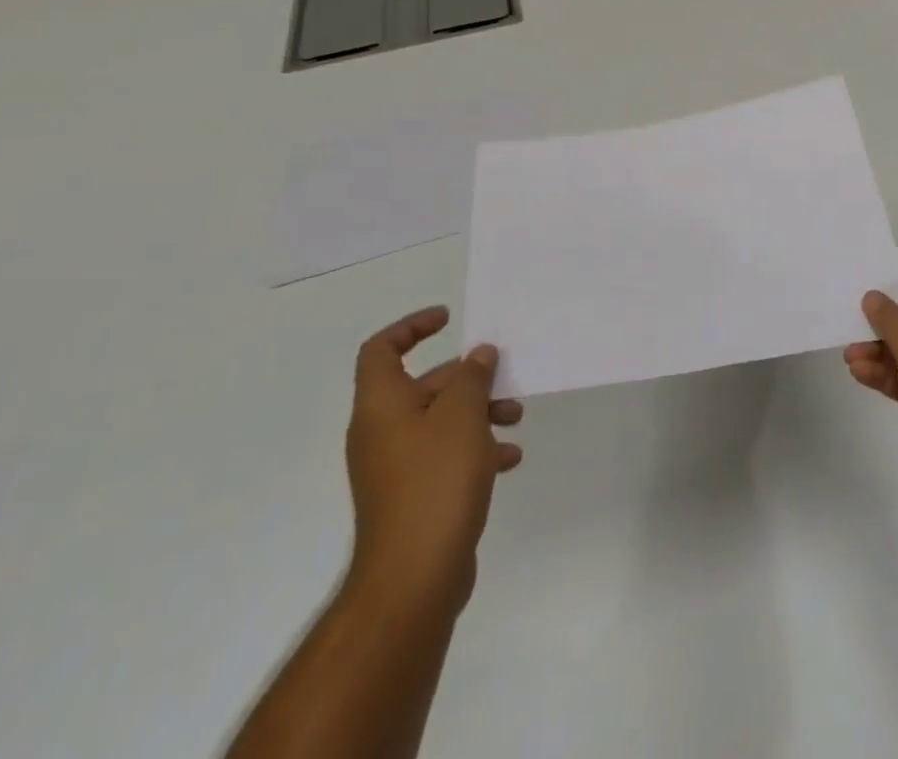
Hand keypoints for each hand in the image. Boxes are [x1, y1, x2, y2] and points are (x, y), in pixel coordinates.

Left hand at [345, 307, 523, 612]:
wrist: (414, 577)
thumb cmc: (435, 481)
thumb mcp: (462, 415)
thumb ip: (472, 377)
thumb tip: (478, 356)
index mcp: (382, 406)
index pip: (382, 350)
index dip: (412, 327)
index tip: (449, 319)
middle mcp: (382, 432)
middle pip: (424, 385)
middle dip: (469, 378)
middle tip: (505, 378)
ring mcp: (396, 467)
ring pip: (441, 421)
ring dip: (480, 412)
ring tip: (515, 419)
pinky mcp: (414, 495)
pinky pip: (446, 455)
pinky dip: (476, 449)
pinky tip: (509, 459)